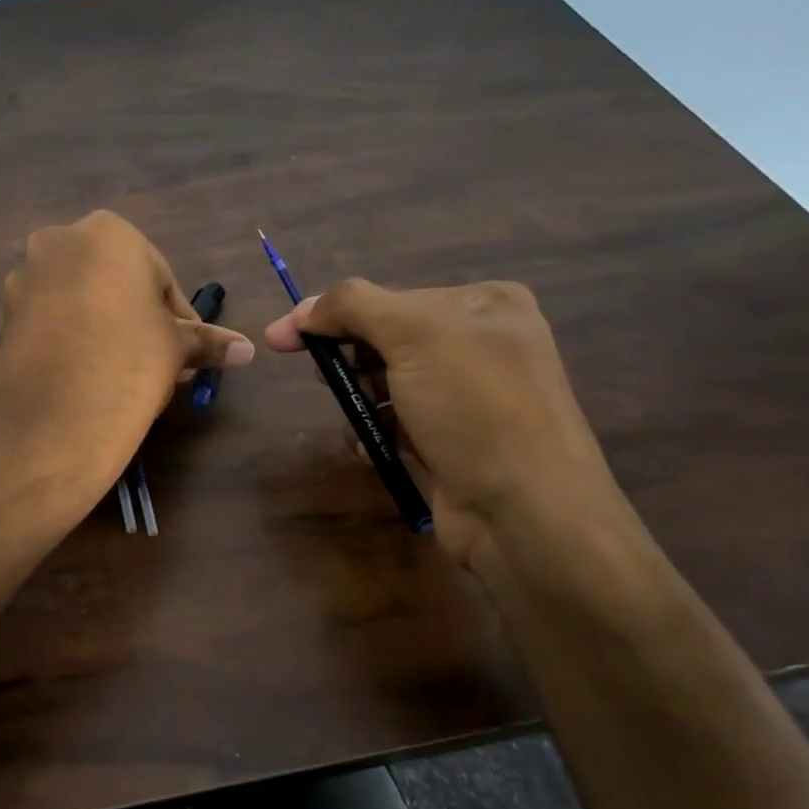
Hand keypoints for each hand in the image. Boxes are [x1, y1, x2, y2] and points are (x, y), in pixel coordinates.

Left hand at [0, 211, 253, 502]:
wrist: (52, 421)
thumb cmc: (129, 364)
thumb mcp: (176, 349)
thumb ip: (209, 341)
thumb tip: (248, 350)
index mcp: (108, 233)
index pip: (159, 276)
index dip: (176, 318)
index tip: (184, 351)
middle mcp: (59, 241)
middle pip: (115, 283)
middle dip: (137, 318)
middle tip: (155, 361)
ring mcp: (24, 277)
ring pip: (80, 299)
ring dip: (103, 327)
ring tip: (120, 372)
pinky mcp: (3, 314)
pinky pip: (50, 320)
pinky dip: (70, 338)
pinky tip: (84, 374)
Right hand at [263, 278, 616, 563]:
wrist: (525, 512)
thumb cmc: (473, 407)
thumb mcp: (414, 334)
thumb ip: (353, 306)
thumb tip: (302, 311)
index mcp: (484, 303)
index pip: (390, 297)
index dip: (333, 315)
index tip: (283, 338)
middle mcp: (482, 342)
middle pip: (388, 338)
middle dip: (349, 358)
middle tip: (324, 378)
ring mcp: (471, 395)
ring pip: (390, 381)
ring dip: (360, 398)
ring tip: (355, 419)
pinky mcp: (458, 439)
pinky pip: (401, 420)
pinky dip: (376, 429)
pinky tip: (367, 445)